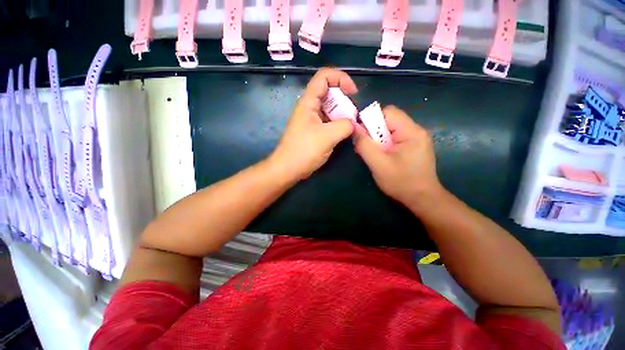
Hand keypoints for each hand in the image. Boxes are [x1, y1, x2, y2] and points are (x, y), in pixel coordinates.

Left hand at [269, 68, 356, 180]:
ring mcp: (312, 120)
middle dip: (344, 101)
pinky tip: (344, 134)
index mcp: (309, 102)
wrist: (288, 169)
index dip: (341, 78)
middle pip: (330, 93)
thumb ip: (345, 125)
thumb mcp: (328, 136)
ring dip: (343, 115)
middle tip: (353, 116)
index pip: (324, 76)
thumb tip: (354, 124)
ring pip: (331, 109)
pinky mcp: (314, 131)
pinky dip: (338, 125)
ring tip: (351, 126)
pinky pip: (329, 122)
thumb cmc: (304, 150)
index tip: (353, 93)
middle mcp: (310, 107)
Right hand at [353, 105, 443, 208]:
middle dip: (374, 131)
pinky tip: (383, 156)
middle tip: (368, 147)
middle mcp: (416, 130)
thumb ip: (364, 145)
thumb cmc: (401, 182)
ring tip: (375, 153)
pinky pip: (395, 137)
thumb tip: (354, 128)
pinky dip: (385, 143)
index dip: (371, 120)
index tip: (362, 134)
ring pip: (391, 129)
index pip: (388, 112)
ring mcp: (416, 138)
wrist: (422, 199)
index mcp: (411, 131)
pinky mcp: (414, 146)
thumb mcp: (378, 164)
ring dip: (379, 138)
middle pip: (389, 120)